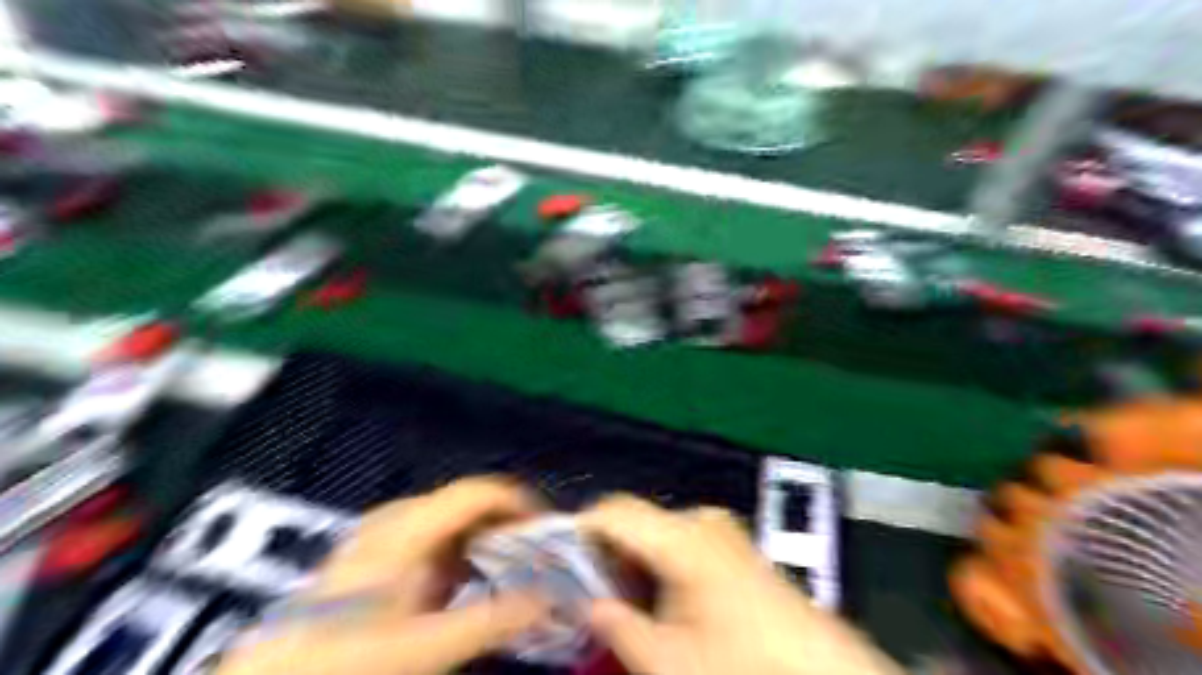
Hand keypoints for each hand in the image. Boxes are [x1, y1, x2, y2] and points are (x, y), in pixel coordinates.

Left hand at [216, 478, 546, 674]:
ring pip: (451, 519)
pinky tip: (462, 583)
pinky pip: (432, 535)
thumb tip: (551, 597)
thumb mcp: (429, 645)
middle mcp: (399, 517)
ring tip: (504, 571)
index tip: (546, 534)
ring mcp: (383, 531)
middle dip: (506, 525)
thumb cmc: (352, 659)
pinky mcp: (375, 550)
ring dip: (483, 539)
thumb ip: (494, 620)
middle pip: (468, 502)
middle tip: (532, 558)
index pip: (480, 492)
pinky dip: (458, 551)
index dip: (520, 504)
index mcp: (412, 526)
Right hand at [580, 496, 901, 674]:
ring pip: (656, 530)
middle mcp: (701, 521)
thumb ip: (617, 627)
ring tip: (619, 599)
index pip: (614, 512)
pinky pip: (680, 539)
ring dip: (632, 558)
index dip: (578, 529)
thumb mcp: (668, 660)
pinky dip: (658, 561)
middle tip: (582, 588)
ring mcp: (721, 530)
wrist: (824, 671)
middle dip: (605, 550)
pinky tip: (657, 596)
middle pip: (634, 520)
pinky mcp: (733, 544)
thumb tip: (587, 605)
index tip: (553, 555)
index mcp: (682, 537)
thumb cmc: (743, 665)